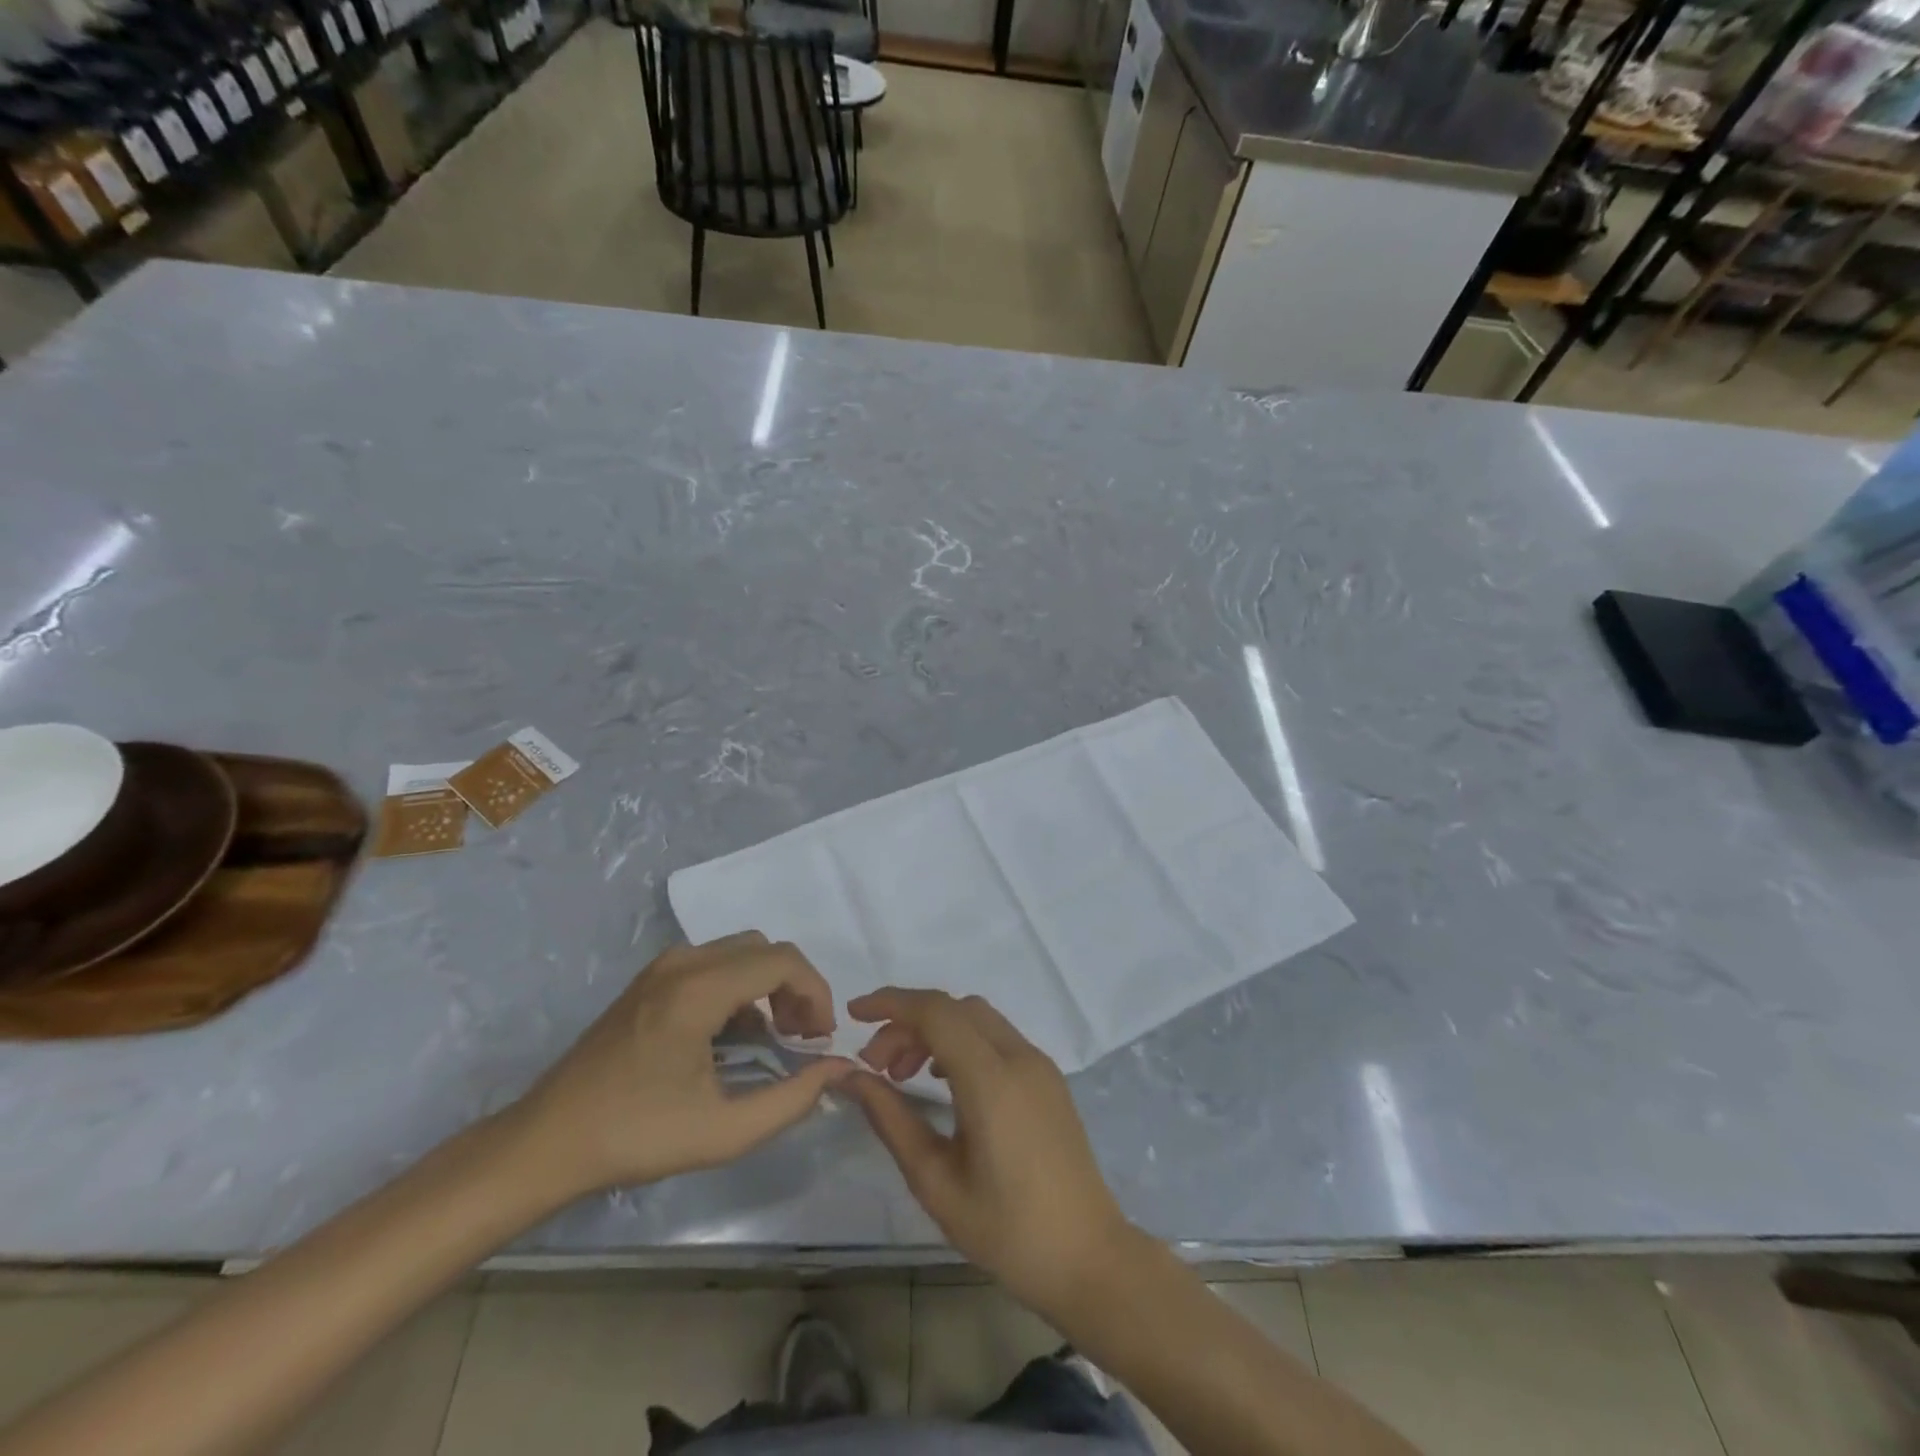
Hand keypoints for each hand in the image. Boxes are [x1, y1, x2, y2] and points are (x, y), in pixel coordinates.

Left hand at [511, 933, 853, 1197]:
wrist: (547, 1142)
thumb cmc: (636, 1137)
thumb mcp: (723, 1132)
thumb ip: (791, 1100)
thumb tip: (837, 1070)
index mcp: (698, 989)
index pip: (782, 961)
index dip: (816, 993)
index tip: (821, 1038)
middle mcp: (682, 963)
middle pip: (764, 948)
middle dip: (795, 987)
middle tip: (801, 1037)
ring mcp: (662, 968)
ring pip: (739, 951)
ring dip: (768, 984)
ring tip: (774, 1037)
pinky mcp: (649, 980)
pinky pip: (713, 963)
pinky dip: (740, 986)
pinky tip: (734, 1035)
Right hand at [845, 989, 1139, 1320]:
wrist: (1088, 1258)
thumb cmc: (1006, 1230)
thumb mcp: (935, 1181)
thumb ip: (891, 1119)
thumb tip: (850, 1077)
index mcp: (991, 1079)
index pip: (936, 1012)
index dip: (891, 1003)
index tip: (854, 1015)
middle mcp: (1019, 1057)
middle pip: (955, 1008)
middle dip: (909, 1022)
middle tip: (877, 1066)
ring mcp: (1039, 1064)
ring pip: (978, 1018)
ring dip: (936, 1030)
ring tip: (905, 1075)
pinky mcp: (1049, 1078)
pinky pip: (998, 1038)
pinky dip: (963, 1042)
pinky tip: (945, 1081)